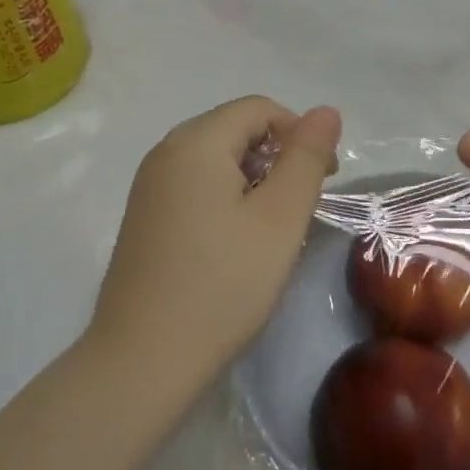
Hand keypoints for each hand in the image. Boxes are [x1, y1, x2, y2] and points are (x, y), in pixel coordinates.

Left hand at [89, 97, 341, 382]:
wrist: (144, 360)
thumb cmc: (223, 283)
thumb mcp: (279, 218)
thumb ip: (306, 158)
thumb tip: (325, 111)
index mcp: (195, 142)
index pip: (259, 109)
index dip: (300, 134)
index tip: (324, 181)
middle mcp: (164, 153)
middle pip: (234, 130)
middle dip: (278, 157)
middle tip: (301, 208)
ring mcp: (148, 188)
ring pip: (215, 161)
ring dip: (254, 181)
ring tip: (273, 229)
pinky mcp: (143, 220)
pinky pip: (194, 188)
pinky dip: (226, 200)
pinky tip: (236, 244)